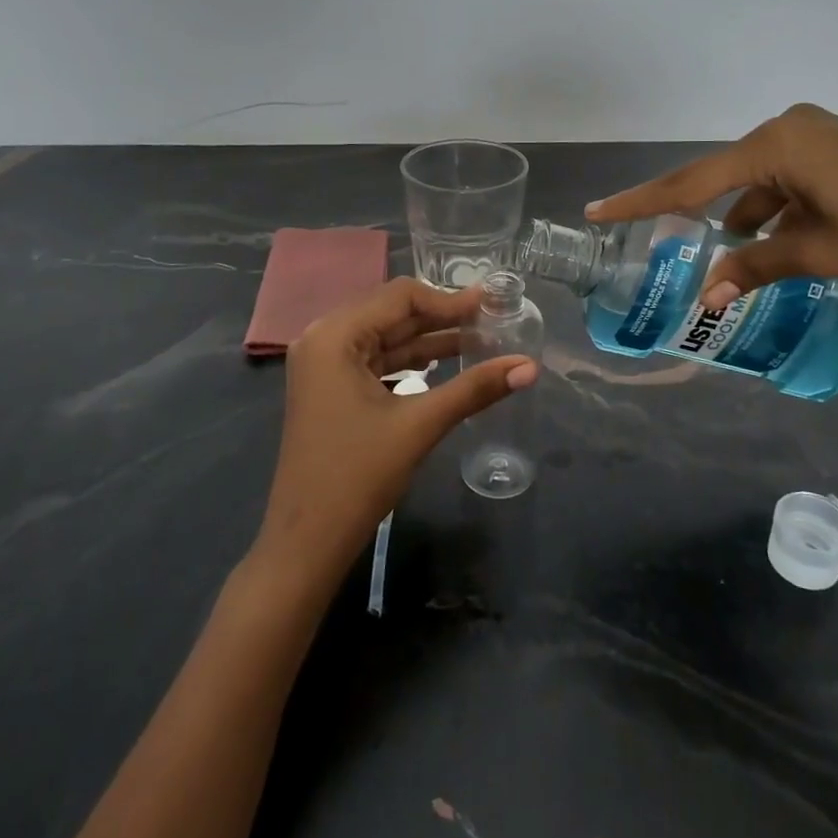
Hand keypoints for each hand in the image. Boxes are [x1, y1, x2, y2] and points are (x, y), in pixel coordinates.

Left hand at [255, 278, 538, 581]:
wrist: (307, 541)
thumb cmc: (358, 476)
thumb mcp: (420, 424)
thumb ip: (475, 389)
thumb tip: (530, 366)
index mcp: (334, 335)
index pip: (400, 296)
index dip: (449, 300)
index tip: (492, 304)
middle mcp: (322, 338)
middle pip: (391, 312)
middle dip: (441, 317)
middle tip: (491, 320)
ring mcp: (322, 365)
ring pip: (384, 337)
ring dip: (428, 340)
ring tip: (479, 339)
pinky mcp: (330, 388)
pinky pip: (375, 360)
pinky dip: (409, 362)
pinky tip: (444, 365)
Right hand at [586, 104, 837, 306]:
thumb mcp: (820, 253)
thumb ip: (757, 267)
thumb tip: (708, 295)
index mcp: (775, 145)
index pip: (691, 182)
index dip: (641, 201)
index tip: (598, 210)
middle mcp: (787, 129)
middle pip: (722, 178)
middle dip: (698, 217)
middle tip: (659, 241)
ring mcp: (815, 135)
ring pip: (757, 181)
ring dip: (745, 219)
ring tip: (738, 263)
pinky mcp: (837, 148)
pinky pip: (786, 179)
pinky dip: (775, 210)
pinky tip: (779, 243)